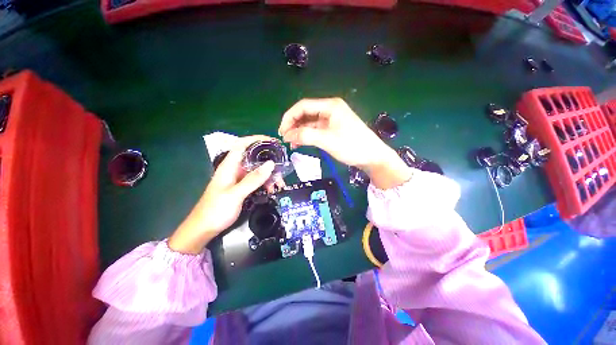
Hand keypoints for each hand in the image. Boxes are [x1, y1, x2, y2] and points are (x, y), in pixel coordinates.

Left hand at [168, 135, 275, 253]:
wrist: (204, 229)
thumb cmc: (216, 210)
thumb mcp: (236, 194)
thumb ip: (253, 179)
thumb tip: (271, 164)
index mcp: (229, 166)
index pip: (242, 144)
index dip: (256, 139)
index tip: (272, 141)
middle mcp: (234, 169)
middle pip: (253, 157)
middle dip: (268, 160)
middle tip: (282, 166)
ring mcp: (238, 179)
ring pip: (257, 170)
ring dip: (269, 175)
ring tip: (279, 183)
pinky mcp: (242, 187)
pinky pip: (257, 181)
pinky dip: (265, 183)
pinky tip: (271, 190)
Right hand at [279, 98, 412, 188]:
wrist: (372, 157)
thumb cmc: (352, 146)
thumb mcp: (327, 140)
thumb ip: (306, 136)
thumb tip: (287, 135)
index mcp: (330, 106)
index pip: (303, 106)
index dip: (289, 117)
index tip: (282, 131)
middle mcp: (330, 109)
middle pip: (305, 113)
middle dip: (293, 125)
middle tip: (285, 138)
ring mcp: (332, 120)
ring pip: (310, 123)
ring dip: (299, 132)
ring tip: (291, 143)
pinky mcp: (333, 129)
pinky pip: (316, 130)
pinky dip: (307, 136)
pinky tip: (301, 144)